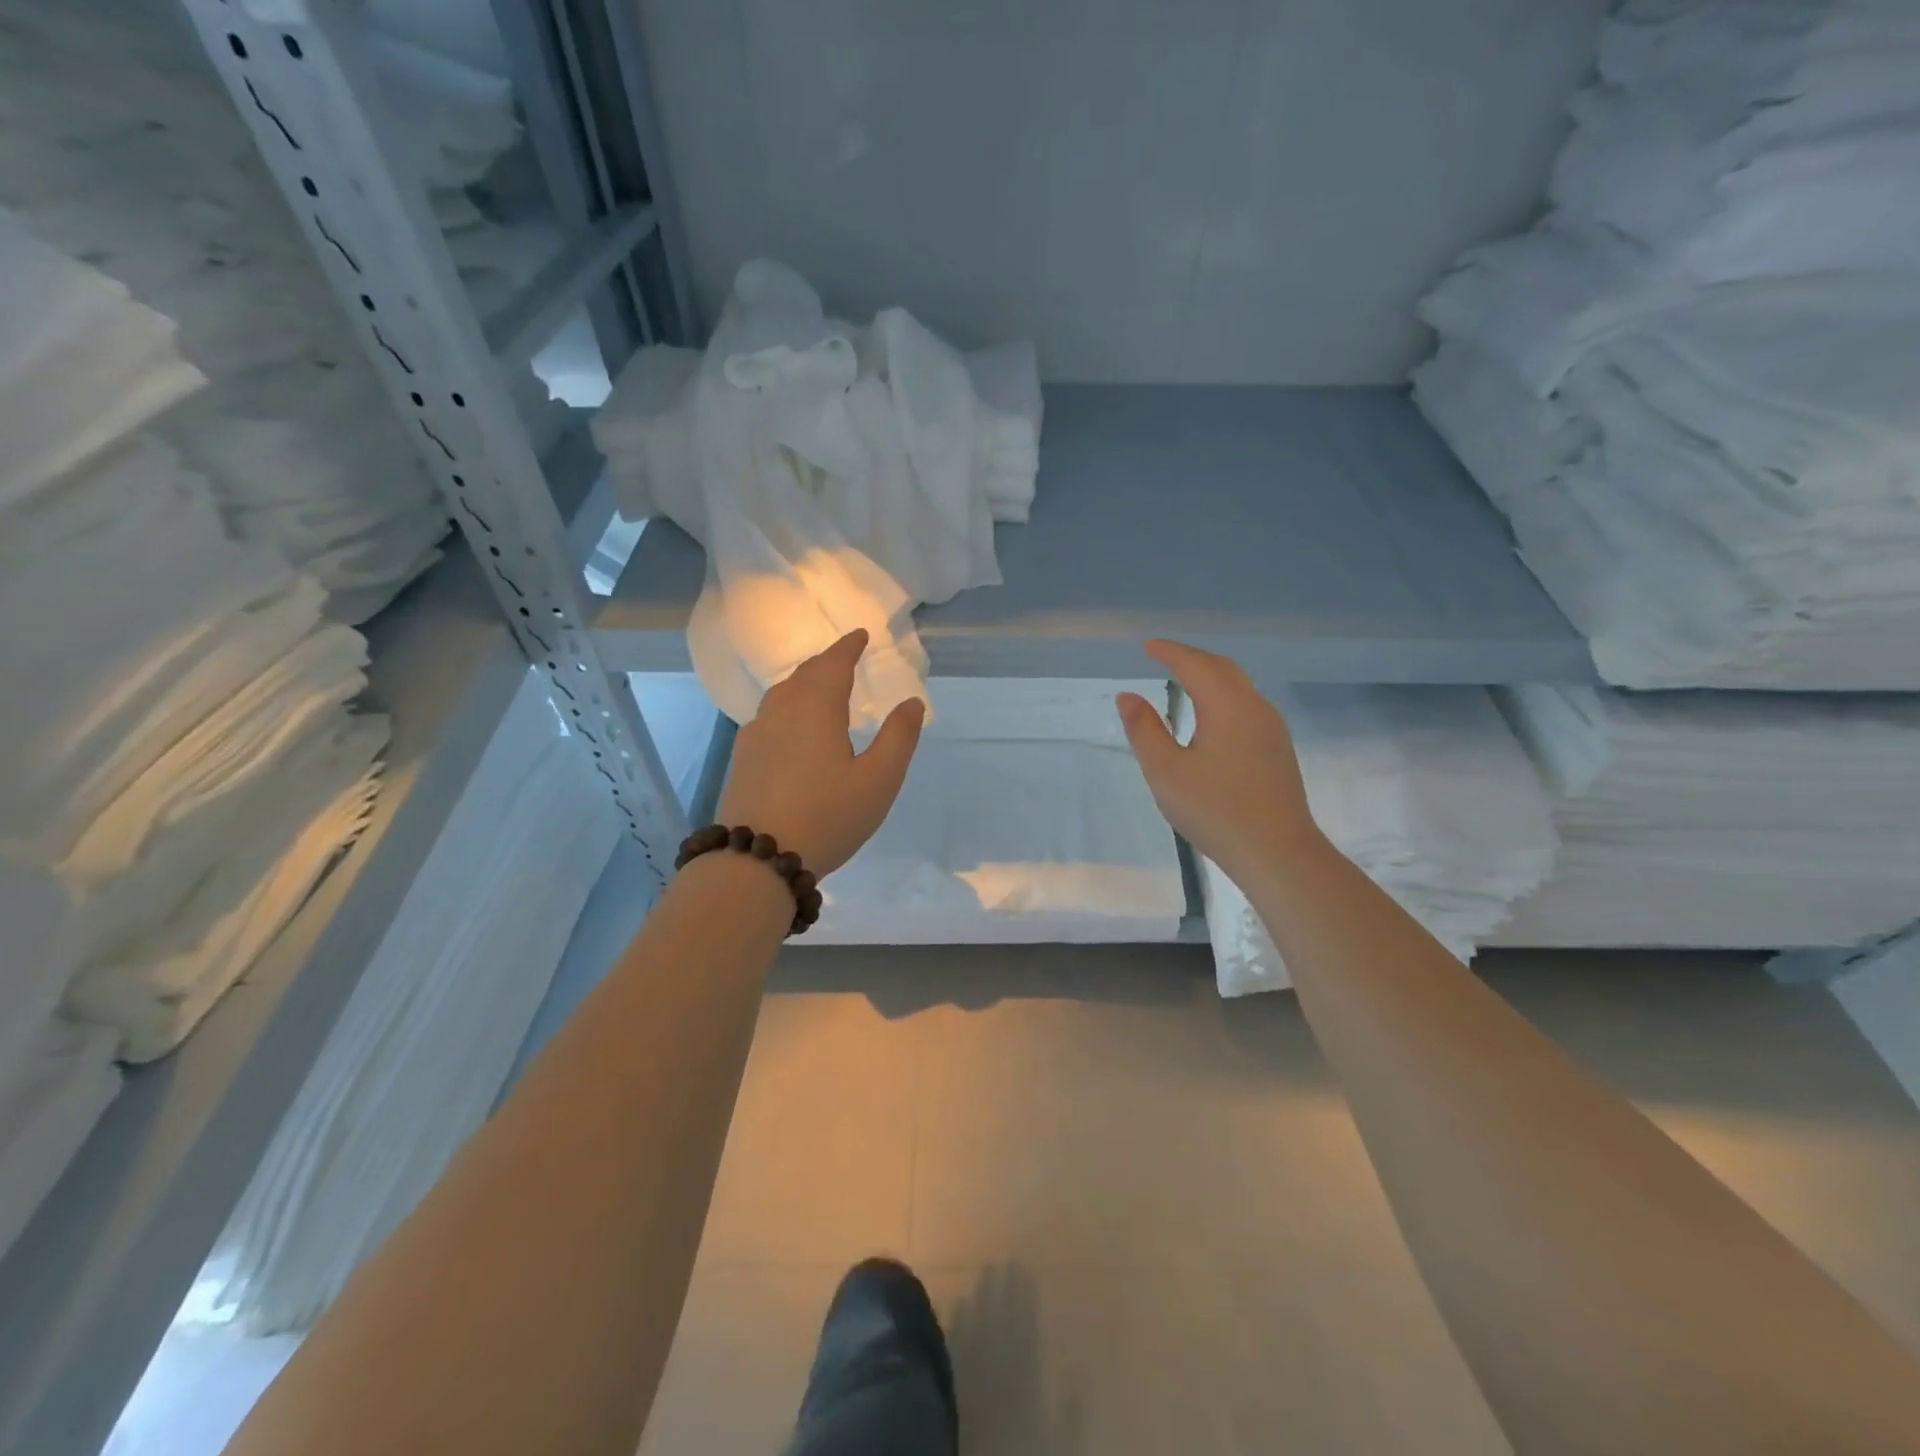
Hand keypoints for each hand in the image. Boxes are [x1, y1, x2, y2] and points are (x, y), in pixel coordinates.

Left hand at [717, 629, 924, 874]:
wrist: (757, 858)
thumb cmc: (827, 816)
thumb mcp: (878, 780)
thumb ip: (898, 737)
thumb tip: (912, 702)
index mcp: (815, 708)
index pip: (833, 664)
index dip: (848, 647)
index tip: (860, 635)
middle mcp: (781, 712)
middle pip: (804, 675)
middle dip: (826, 663)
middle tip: (844, 659)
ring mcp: (756, 735)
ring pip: (782, 695)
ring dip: (804, 683)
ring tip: (819, 688)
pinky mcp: (743, 759)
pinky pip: (769, 716)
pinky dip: (787, 707)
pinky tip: (792, 728)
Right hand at [1116, 640, 1321, 879]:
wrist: (1277, 851)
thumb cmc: (1215, 810)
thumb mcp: (1166, 771)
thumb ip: (1144, 730)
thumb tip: (1128, 696)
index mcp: (1227, 706)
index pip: (1194, 665)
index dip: (1169, 652)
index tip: (1147, 646)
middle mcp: (1254, 707)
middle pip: (1222, 668)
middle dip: (1192, 657)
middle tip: (1164, 657)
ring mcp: (1272, 728)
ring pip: (1239, 686)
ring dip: (1210, 675)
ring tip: (1185, 680)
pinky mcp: (1278, 749)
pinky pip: (1247, 705)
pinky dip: (1224, 695)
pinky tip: (1212, 716)